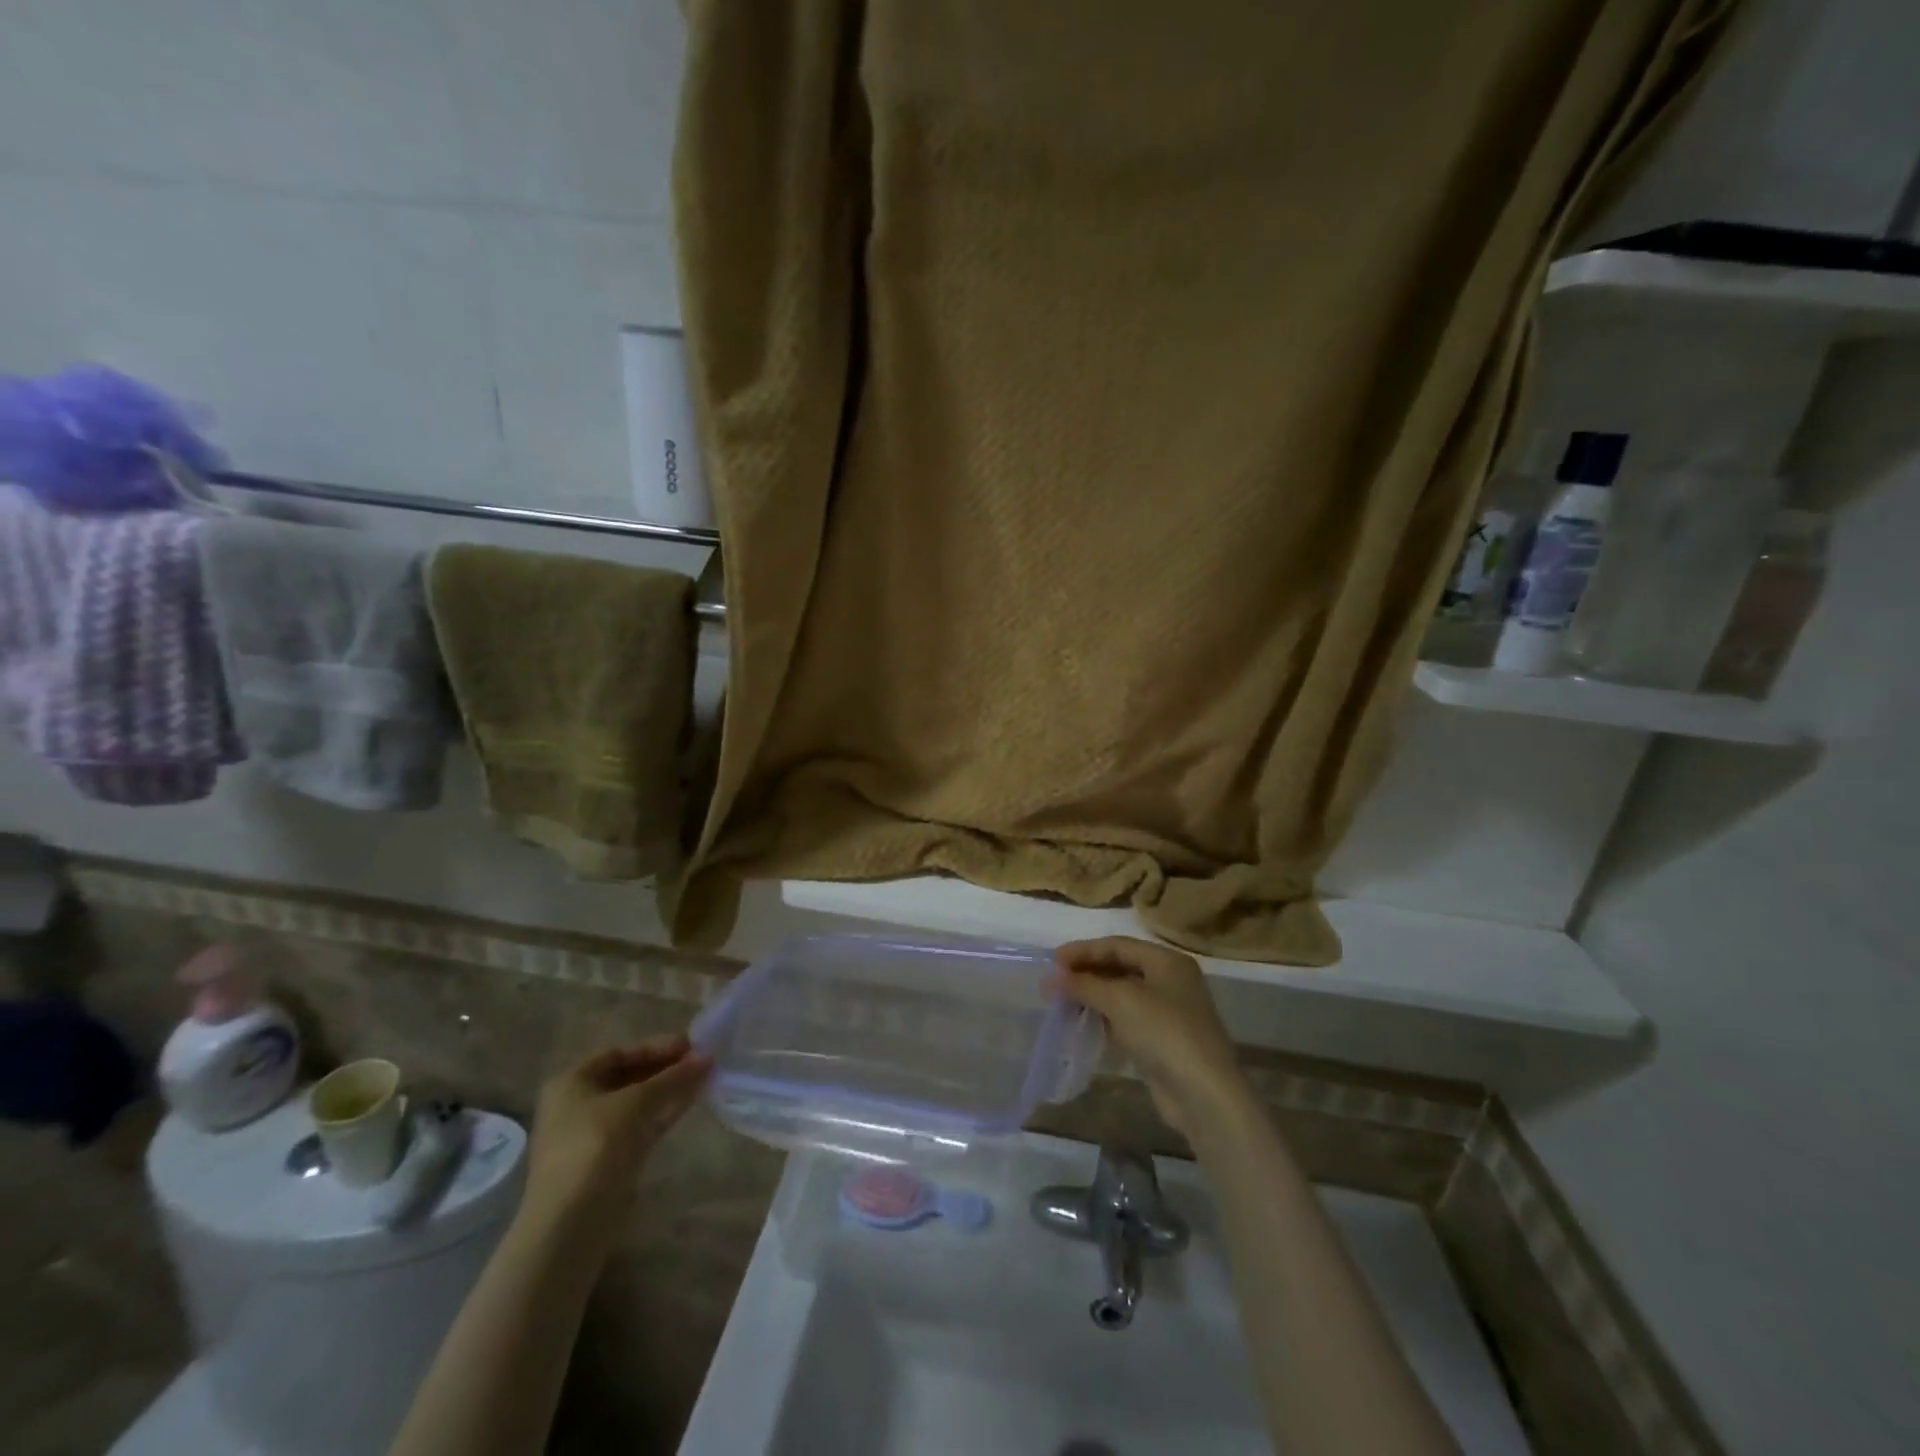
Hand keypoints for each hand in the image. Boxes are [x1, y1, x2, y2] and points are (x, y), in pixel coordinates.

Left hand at [520, 1036, 709, 1236]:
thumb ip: (673, 1078)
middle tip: (702, 1062)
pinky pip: (639, 1126)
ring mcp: (591, 1136)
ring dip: (668, 1090)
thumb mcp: (638, 1103)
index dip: (656, 1046)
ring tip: (704, 1079)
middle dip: (665, 1068)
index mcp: (571, 1082)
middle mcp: (577, 1104)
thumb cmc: (596, 1146)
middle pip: (628, 1077)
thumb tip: (707, 1057)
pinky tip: (689, 1103)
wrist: (571, 1223)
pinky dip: (663, 1113)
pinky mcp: (607, 1161)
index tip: (691, 1045)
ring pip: (636, 1103)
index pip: (619, 1053)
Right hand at [1053, 937, 1248, 1135]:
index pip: (1117, 945)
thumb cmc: (1163, 1031)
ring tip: (1063, 1002)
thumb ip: (1083, 985)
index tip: (1052, 961)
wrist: (1203, 1093)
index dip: (1083, 950)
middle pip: (1120, 967)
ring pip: (1122, 995)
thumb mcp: (1120, 1000)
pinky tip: (1084, 1022)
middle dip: (1086, 973)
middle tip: (1055, 982)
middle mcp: (1171, 981)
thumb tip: (1051, 980)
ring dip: (1093, 996)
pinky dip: (1105, 1017)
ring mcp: (1169, 1012)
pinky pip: (1127, 1019)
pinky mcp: (1163, 1040)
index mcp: (1167, 961)